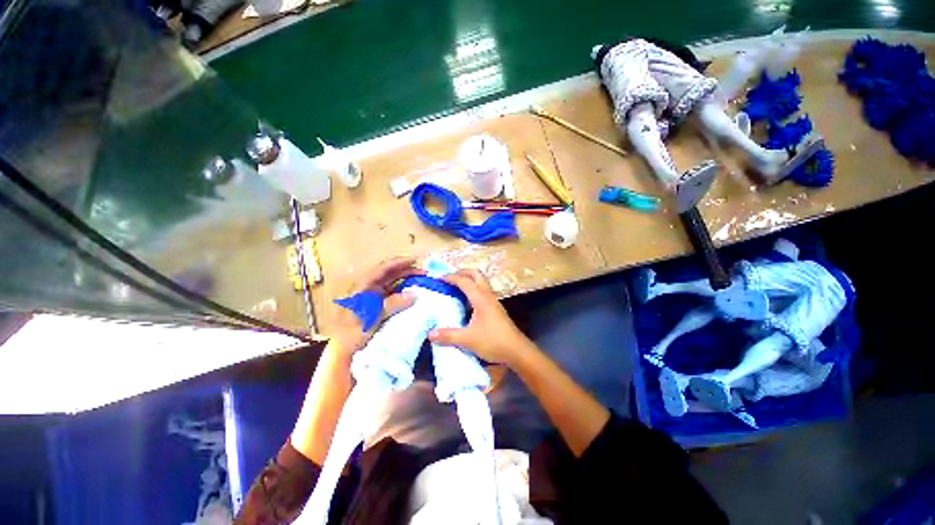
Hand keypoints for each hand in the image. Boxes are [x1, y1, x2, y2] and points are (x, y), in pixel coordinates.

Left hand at [329, 257, 423, 355]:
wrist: (342, 353)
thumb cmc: (351, 334)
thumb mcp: (370, 318)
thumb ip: (391, 305)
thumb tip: (413, 295)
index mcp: (362, 286)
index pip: (383, 269)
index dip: (399, 262)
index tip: (415, 260)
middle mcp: (369, 288)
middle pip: (390, 274)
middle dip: (407, 270)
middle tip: (424, 272)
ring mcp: (374, 297)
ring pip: (393, 283)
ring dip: (407, 279)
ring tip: (422, 279)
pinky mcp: (380, 306)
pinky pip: (394, 294)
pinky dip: (405, 291)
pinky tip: (415, 293)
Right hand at [428, 270, 533, 365]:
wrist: (517, 351)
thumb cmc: (493, 342)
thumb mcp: (468, 340)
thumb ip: (448, 336)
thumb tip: (430, 334)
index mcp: (481, 298)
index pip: (464, 281)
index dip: (451, 277)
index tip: (438, 278)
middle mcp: (488, 296)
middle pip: (476, 274)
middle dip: (462, 272)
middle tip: (449, 278)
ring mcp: (493, 301)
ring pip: (481, 282)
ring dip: (469, 280)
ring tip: (455, 287)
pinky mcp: (496, 308)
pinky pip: (483, 291)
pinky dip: (473, 289)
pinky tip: (466, 302)